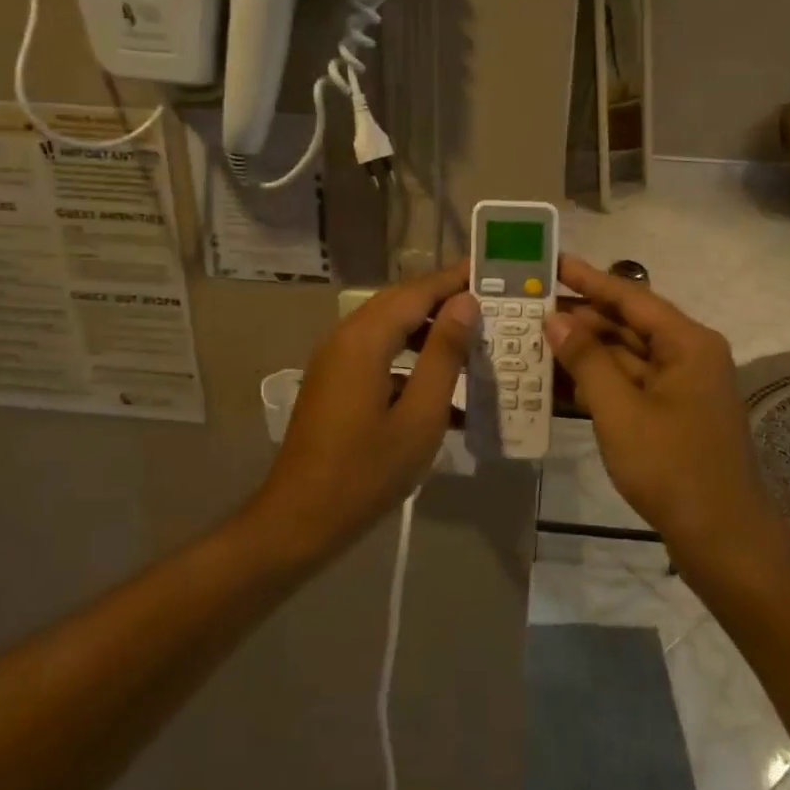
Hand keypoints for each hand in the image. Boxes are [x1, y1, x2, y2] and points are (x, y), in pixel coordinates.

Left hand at [250, 264, 476, 564]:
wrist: (300, 519)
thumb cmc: (367, 471)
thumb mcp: (420, 415)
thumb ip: (444, 354)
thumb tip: (464, 303)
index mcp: (366, 339)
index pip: (417, 291)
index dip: (454, 279)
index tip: (489, 270)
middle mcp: (346, 337)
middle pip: (400, 303)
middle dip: (443, 300)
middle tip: (487, 303)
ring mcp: (336, 360)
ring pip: (389, 328)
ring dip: (428, 330)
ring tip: (471, 341)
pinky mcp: (334, 382)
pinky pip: (377, 354)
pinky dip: (409, 359)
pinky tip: (441, 388)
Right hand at [542, 255, 774, 562]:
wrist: (723, 540)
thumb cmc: (673, 468)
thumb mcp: (620, 411)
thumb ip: (586, 360)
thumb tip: (555, 319)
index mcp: (687, 343)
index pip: (631, 298)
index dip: (589, 279)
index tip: (552, 264)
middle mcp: (688, 355)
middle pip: (627, 324)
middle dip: (580, 318)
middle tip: (530, 306)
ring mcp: (680, 386)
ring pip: (625, 356)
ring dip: (583, 351)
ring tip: (533, 338)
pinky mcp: (671, 413)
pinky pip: (629, 384)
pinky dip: (597, 381)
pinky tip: (556, 379)